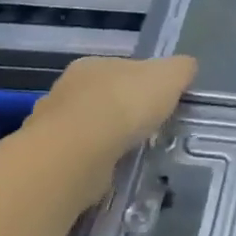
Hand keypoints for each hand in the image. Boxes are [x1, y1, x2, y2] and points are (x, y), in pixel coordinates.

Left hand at [28, 56, 196, 199]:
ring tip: (132, 153)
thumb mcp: (171, 76)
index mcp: (93, 64)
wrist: (79, 153)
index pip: (123, 69)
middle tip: (148, 129)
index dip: (144, 83)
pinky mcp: (50, 159)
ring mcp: (53, 126)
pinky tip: (112, 171)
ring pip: (89, 129)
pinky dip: (95, 162)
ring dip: (107, 139)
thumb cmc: (126, 104)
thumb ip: (181, 69)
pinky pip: (80, 157)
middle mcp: (67, 89)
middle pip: (104, 97)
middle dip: (123, 112)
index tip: (160, 102)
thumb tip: (186, 69)